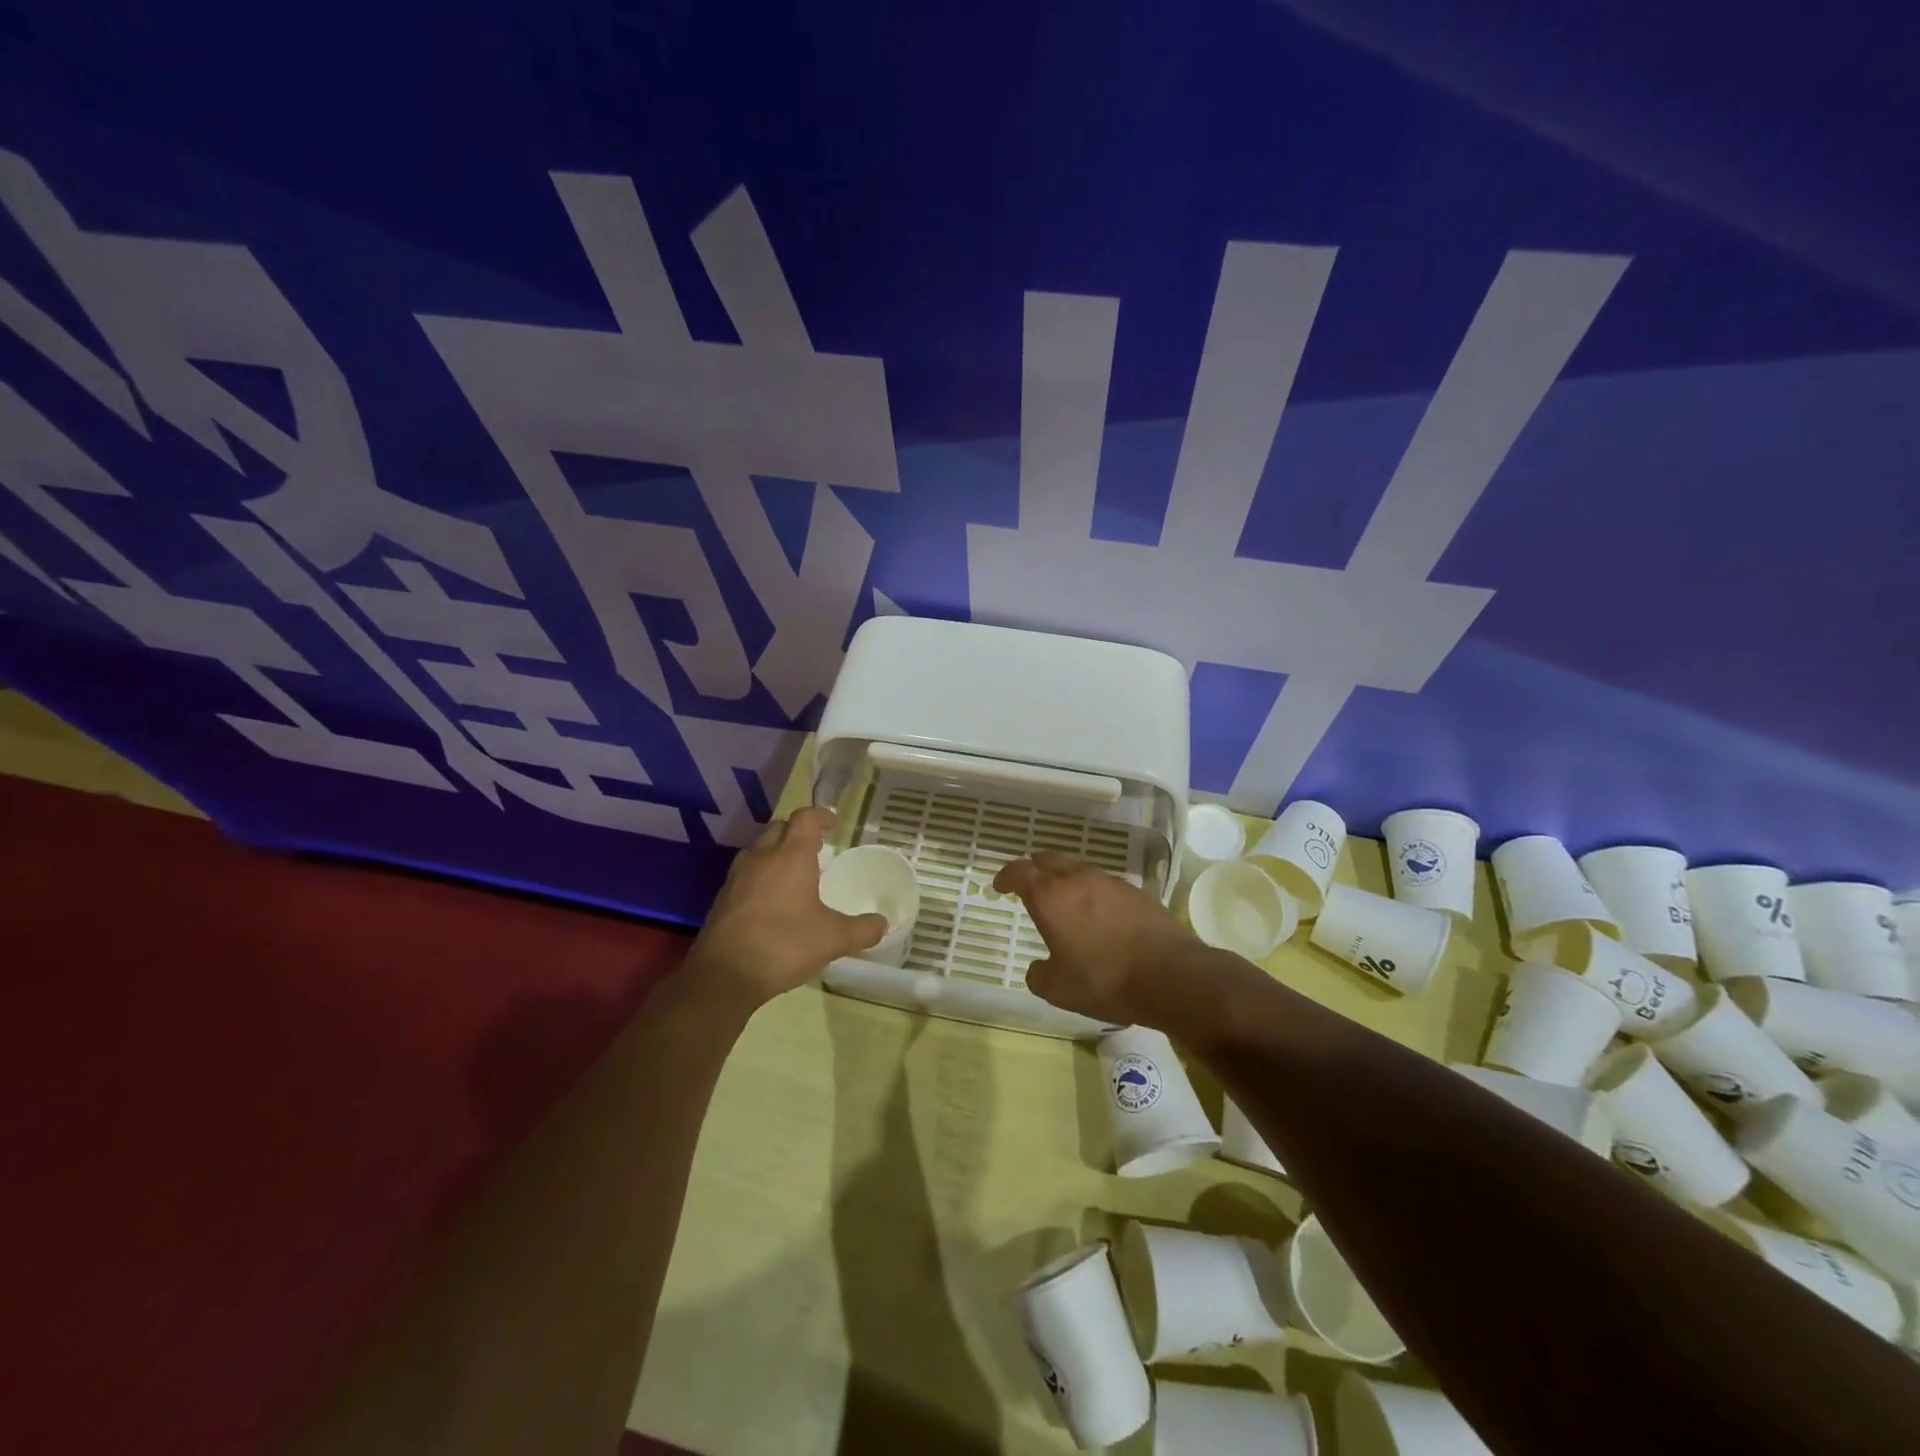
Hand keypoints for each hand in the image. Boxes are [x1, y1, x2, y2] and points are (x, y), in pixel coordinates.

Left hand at [688, 807, 888, 1005]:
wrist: (725, 975)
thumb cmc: (784, 945)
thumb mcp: (834, 939)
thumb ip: (863, 929)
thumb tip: (882, 924)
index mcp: (791, 856)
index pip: (805, 818)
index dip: (821, 816)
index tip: (835, 825)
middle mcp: (762, 857)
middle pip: (779, 828)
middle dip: (798, 832)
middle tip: (817, 849)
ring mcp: (737, 877)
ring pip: (759, 849)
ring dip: (777, 852)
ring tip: (794, 873)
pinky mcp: (722, 898)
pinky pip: (746, 873)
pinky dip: (761, 875)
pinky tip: (771, 900)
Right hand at [993, 852, 1202, 1025]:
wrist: (1171, 975)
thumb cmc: (1105, 980)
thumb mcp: (1059, 990)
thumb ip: (1039, 975)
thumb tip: (1038, 968)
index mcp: (1051, 897)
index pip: (1020, 872)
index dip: (1006, 876)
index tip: (1000, 885)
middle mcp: (1078, 879)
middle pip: (1049, 859)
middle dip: (1034, 868)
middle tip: (1029, 884)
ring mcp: (1110, 882)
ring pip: (1078, 868)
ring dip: (1065, 878)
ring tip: (1063, 899)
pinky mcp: (1136, 892)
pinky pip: (1103, 883)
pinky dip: (1092, 891)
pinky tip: (1098, 914)